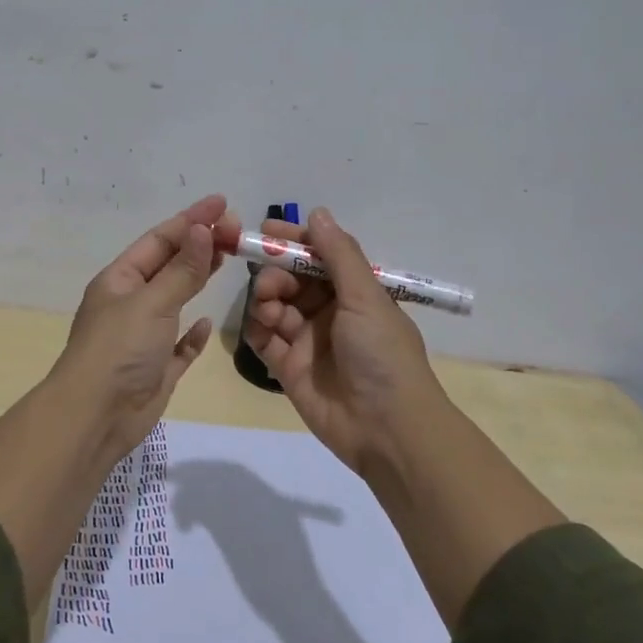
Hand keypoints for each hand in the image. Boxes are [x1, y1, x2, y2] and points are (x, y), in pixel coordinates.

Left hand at [51, 194, 241, 461]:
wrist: (95, 417)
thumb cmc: (119, 350)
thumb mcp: (152, 302)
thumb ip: (182, 269)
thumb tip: (203, 229)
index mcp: (120, 281)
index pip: (159, 240)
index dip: (191, 220)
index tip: (222, 203)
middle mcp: (130, 303)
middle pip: (169, 266)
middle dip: (199, 245)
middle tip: (236, 229)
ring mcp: (143, 337)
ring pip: (175, 299)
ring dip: (197, 278)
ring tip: (227, 257)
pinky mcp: (156, 368)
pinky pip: (178, 344)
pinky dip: (193, 333)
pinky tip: (207, 322)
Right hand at [242, 207, 448, 476]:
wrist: (386, 429)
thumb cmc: (382, 355)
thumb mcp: (366, 298)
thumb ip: (338, 255)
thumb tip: (317, 213)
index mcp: (354, 293)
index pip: (318, 257)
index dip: (294, 241)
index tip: (266, 229)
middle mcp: (330, 312)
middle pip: (291, 280)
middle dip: (275, 273)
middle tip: (269, 283)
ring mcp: (307, 341)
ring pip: (274, 307)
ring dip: (266, 300)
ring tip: (268, 310)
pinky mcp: (288, 368)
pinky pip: (263, 340)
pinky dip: (257, 330)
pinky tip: (259, 328)